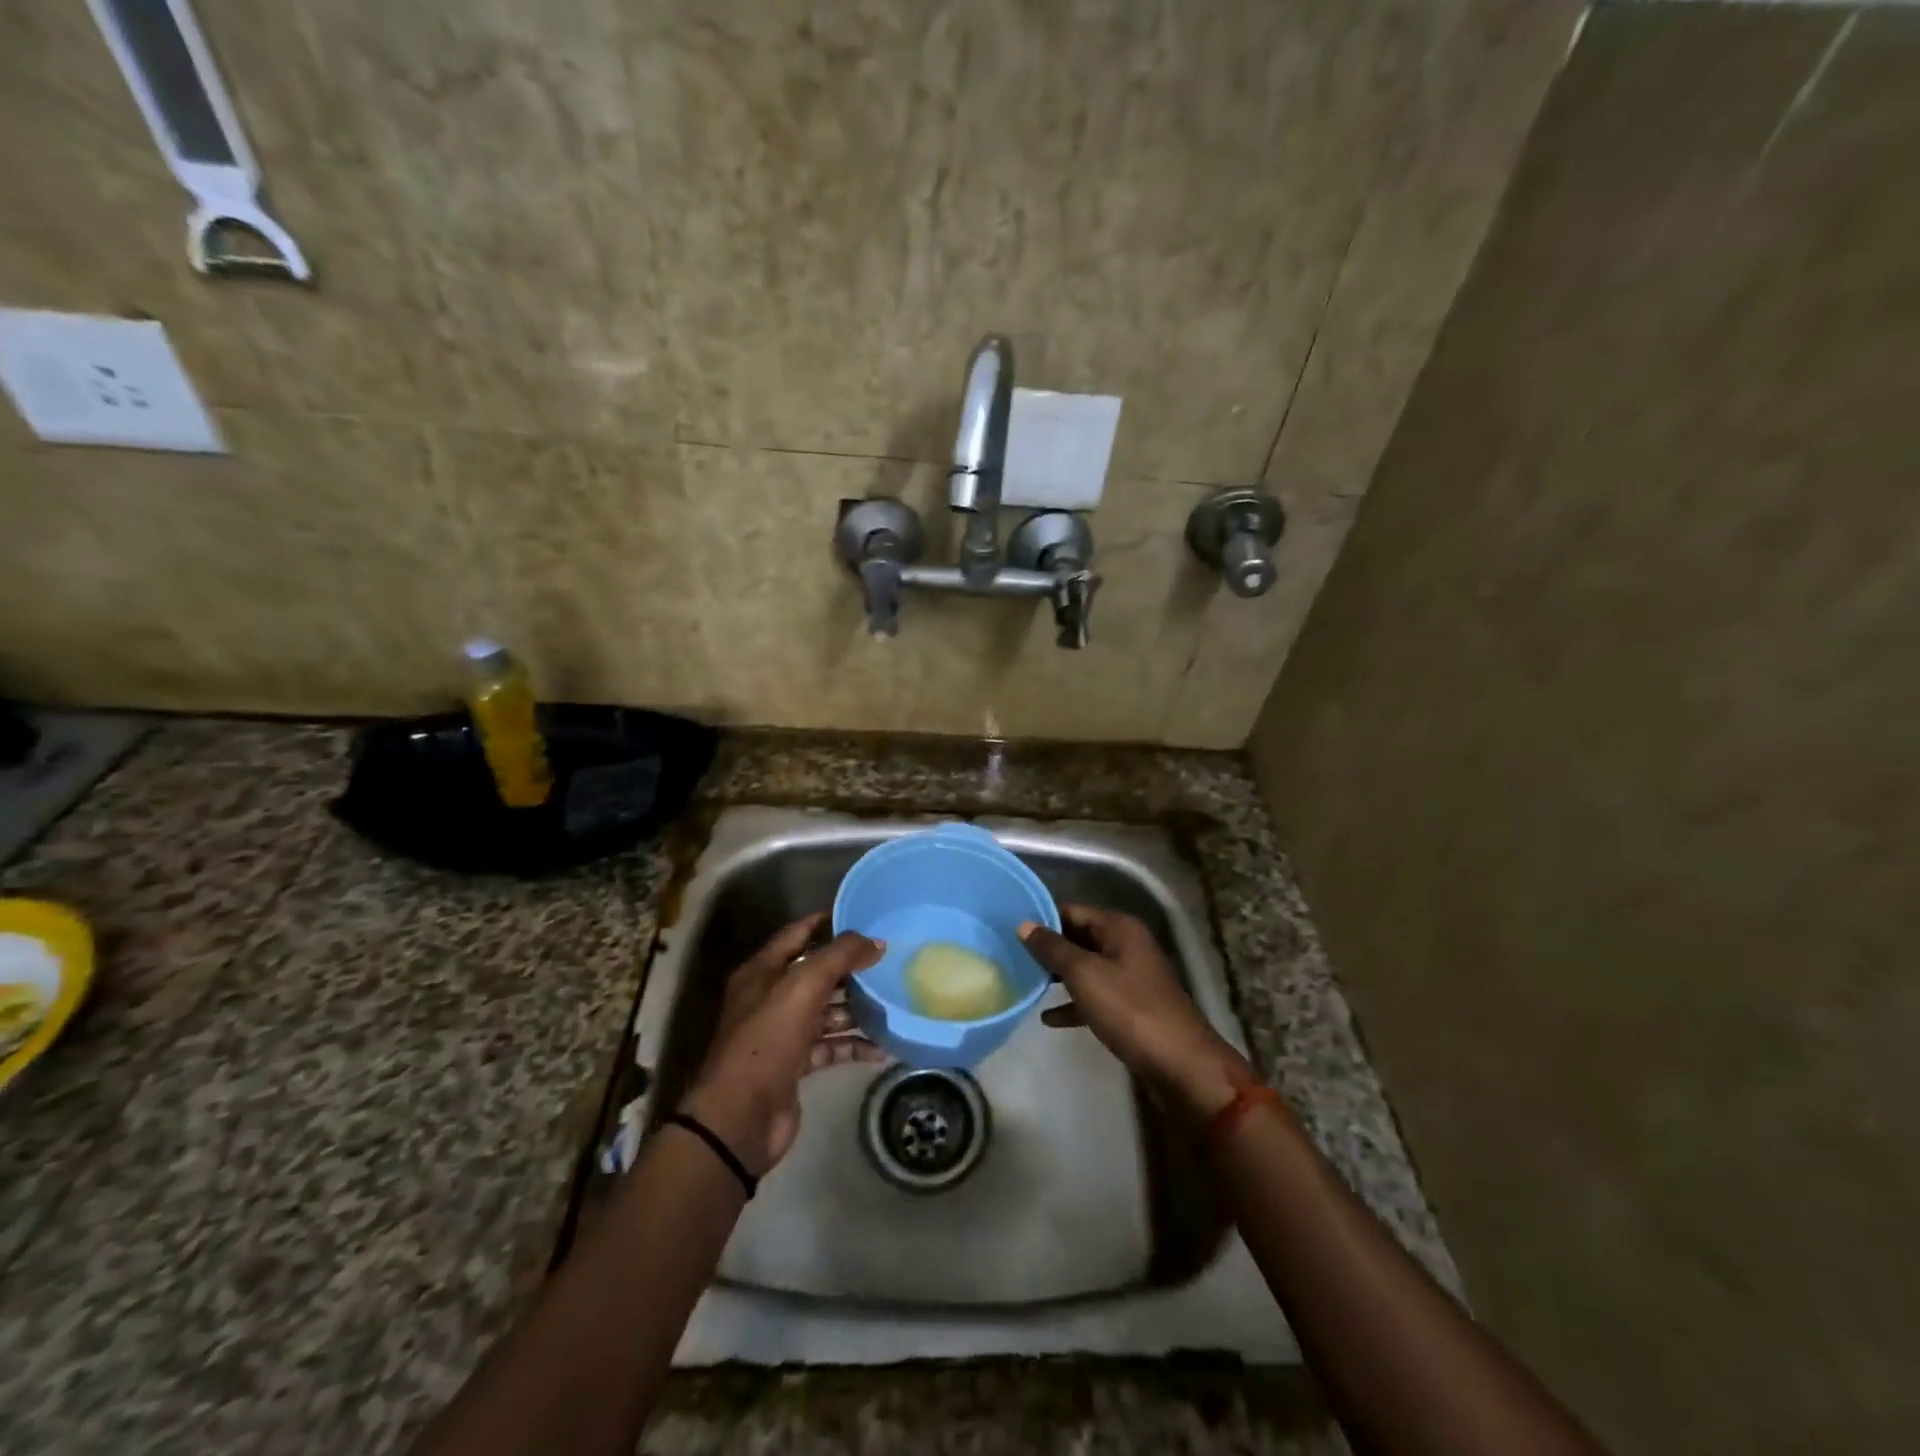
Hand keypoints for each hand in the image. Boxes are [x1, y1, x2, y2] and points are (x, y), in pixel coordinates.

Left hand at [680, 913, 884, 1176]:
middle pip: (815, 973)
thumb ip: (840, 957)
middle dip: (849, 968)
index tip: (863, 916)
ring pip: (825, 1011)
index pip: (797, 933)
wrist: (740, 1117)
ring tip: (892, 1002)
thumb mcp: (803, 986)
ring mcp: (782, 1033)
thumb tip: (876, 941)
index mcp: (762, 972)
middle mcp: (770, 998)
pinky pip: (830, 1047)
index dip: (827, 922)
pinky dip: (853, 1045)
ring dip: (856, 1008)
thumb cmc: (767, 1039)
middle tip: (888, 960)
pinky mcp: (795, 1065)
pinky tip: (882, 1047)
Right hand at [1021, 904, 1251, 1119]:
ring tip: (1023, 983)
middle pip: (1078, 937)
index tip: (1009, 931)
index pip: (1072, 911)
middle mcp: (1126, 944)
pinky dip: (1074, 1003)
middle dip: (1048, 949)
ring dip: (1058, 976)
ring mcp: (1131, 976)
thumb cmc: (1130, 1010)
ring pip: (1086, 967)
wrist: (1181, 1065)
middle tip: (1010, 957)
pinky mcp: (1132, 1006)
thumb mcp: (1085, 975)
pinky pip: (1095, 995)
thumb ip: (1053, 949)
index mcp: (1118, 927)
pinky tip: (1049, 1018)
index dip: (1042, 919)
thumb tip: (1024, 924)